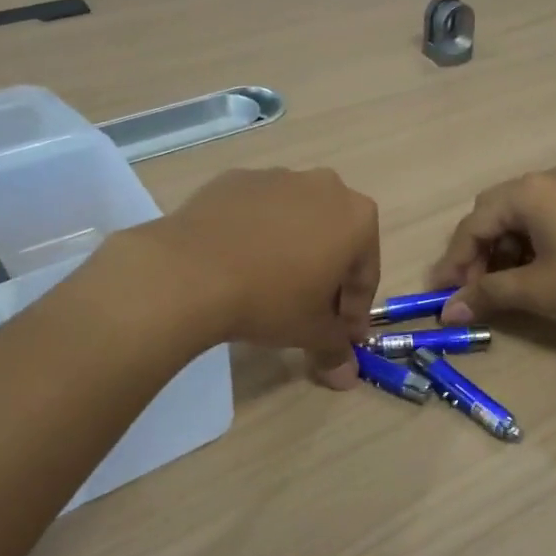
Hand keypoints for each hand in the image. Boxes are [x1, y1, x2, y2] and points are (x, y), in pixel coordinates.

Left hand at [153, 168, 379, 386]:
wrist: (190, 271)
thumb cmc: (270, 299)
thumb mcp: (309, 331)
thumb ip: (335, 348)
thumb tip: (346, 377)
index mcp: (357, 218)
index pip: (365, 274)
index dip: (355, 311)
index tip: (342, 337)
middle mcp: (325, 187)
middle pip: (335, 239)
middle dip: (327, 276)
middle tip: (309, 312)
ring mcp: (278, 178)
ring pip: (296, 221)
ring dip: (292, 251)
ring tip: (268, 286)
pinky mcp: (236, 180)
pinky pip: (258, 212)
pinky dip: (257, 235)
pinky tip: (237, 263)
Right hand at [428, 168, 555, 324]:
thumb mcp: (537, 290)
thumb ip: (488, 295)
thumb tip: (448, 311)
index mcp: (524, 193)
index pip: (472, 226)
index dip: (454, 263)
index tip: (442, 295)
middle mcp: (542, 181)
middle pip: (492, 215)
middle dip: (478, 254)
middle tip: (475, 290)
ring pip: (518, 217)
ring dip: (503, 250)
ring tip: (506, 286)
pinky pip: (542, 217)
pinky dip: (528, 244)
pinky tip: (535, 271)